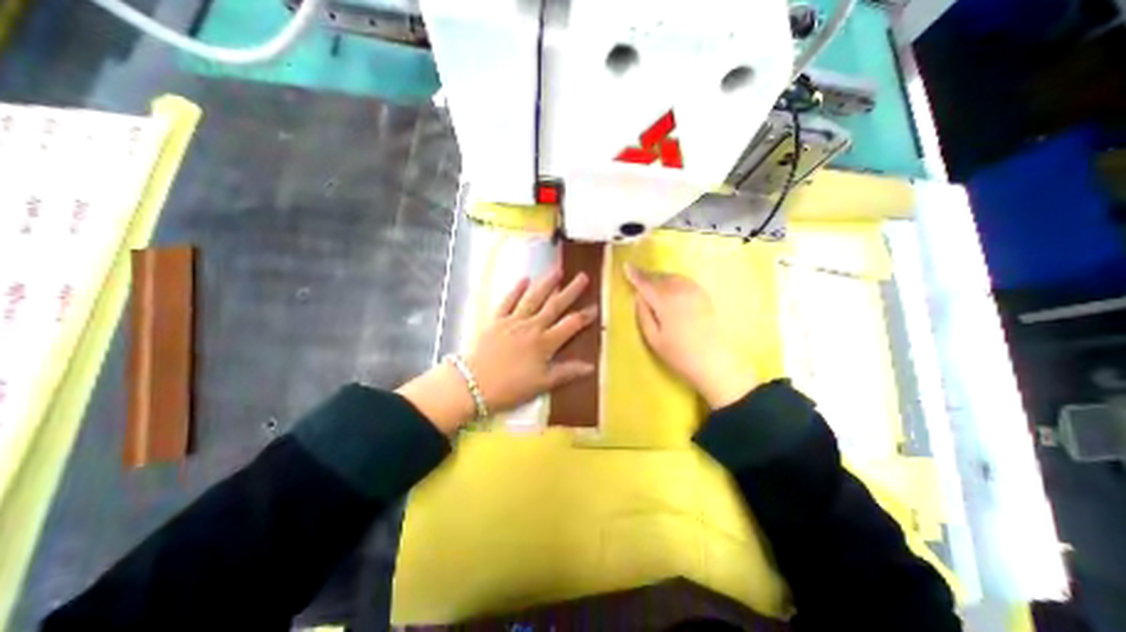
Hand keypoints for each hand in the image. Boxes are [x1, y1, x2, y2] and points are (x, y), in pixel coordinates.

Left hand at [396, 268, 596, 434]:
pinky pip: (507, 301)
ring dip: (546, 283)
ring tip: (558, 270)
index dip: (585, 316)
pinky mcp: (496, 320)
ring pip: (533, 298)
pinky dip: (516, 290)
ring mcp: (513, 321)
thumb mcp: (542, 384)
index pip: (570, 325)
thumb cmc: (511, 387)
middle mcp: (532, 327)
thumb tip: (590, 367)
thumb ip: (566, 372)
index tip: (596, 306)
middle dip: (571, 291)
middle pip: (555, 305)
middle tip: (583, 276)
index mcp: (545, 343)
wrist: (473, 384)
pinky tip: (524, 279)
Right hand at [619, 263, 760, 406]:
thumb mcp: (653, 338)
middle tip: (637, 277)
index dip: (635, 274)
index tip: (626, 266)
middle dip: (647, 276)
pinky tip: (669, 289)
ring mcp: (695, 292)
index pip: (646, 283)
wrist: (713, 361)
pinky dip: (673, 280)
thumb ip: (644, 314)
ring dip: (659, 278)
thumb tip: (638, 296)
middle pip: (659, 277)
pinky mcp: (704, 295)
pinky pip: (684, 281)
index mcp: (665, 302)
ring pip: (672, 277)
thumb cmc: (678, 354)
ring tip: (651, 284)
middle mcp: (680, 291)